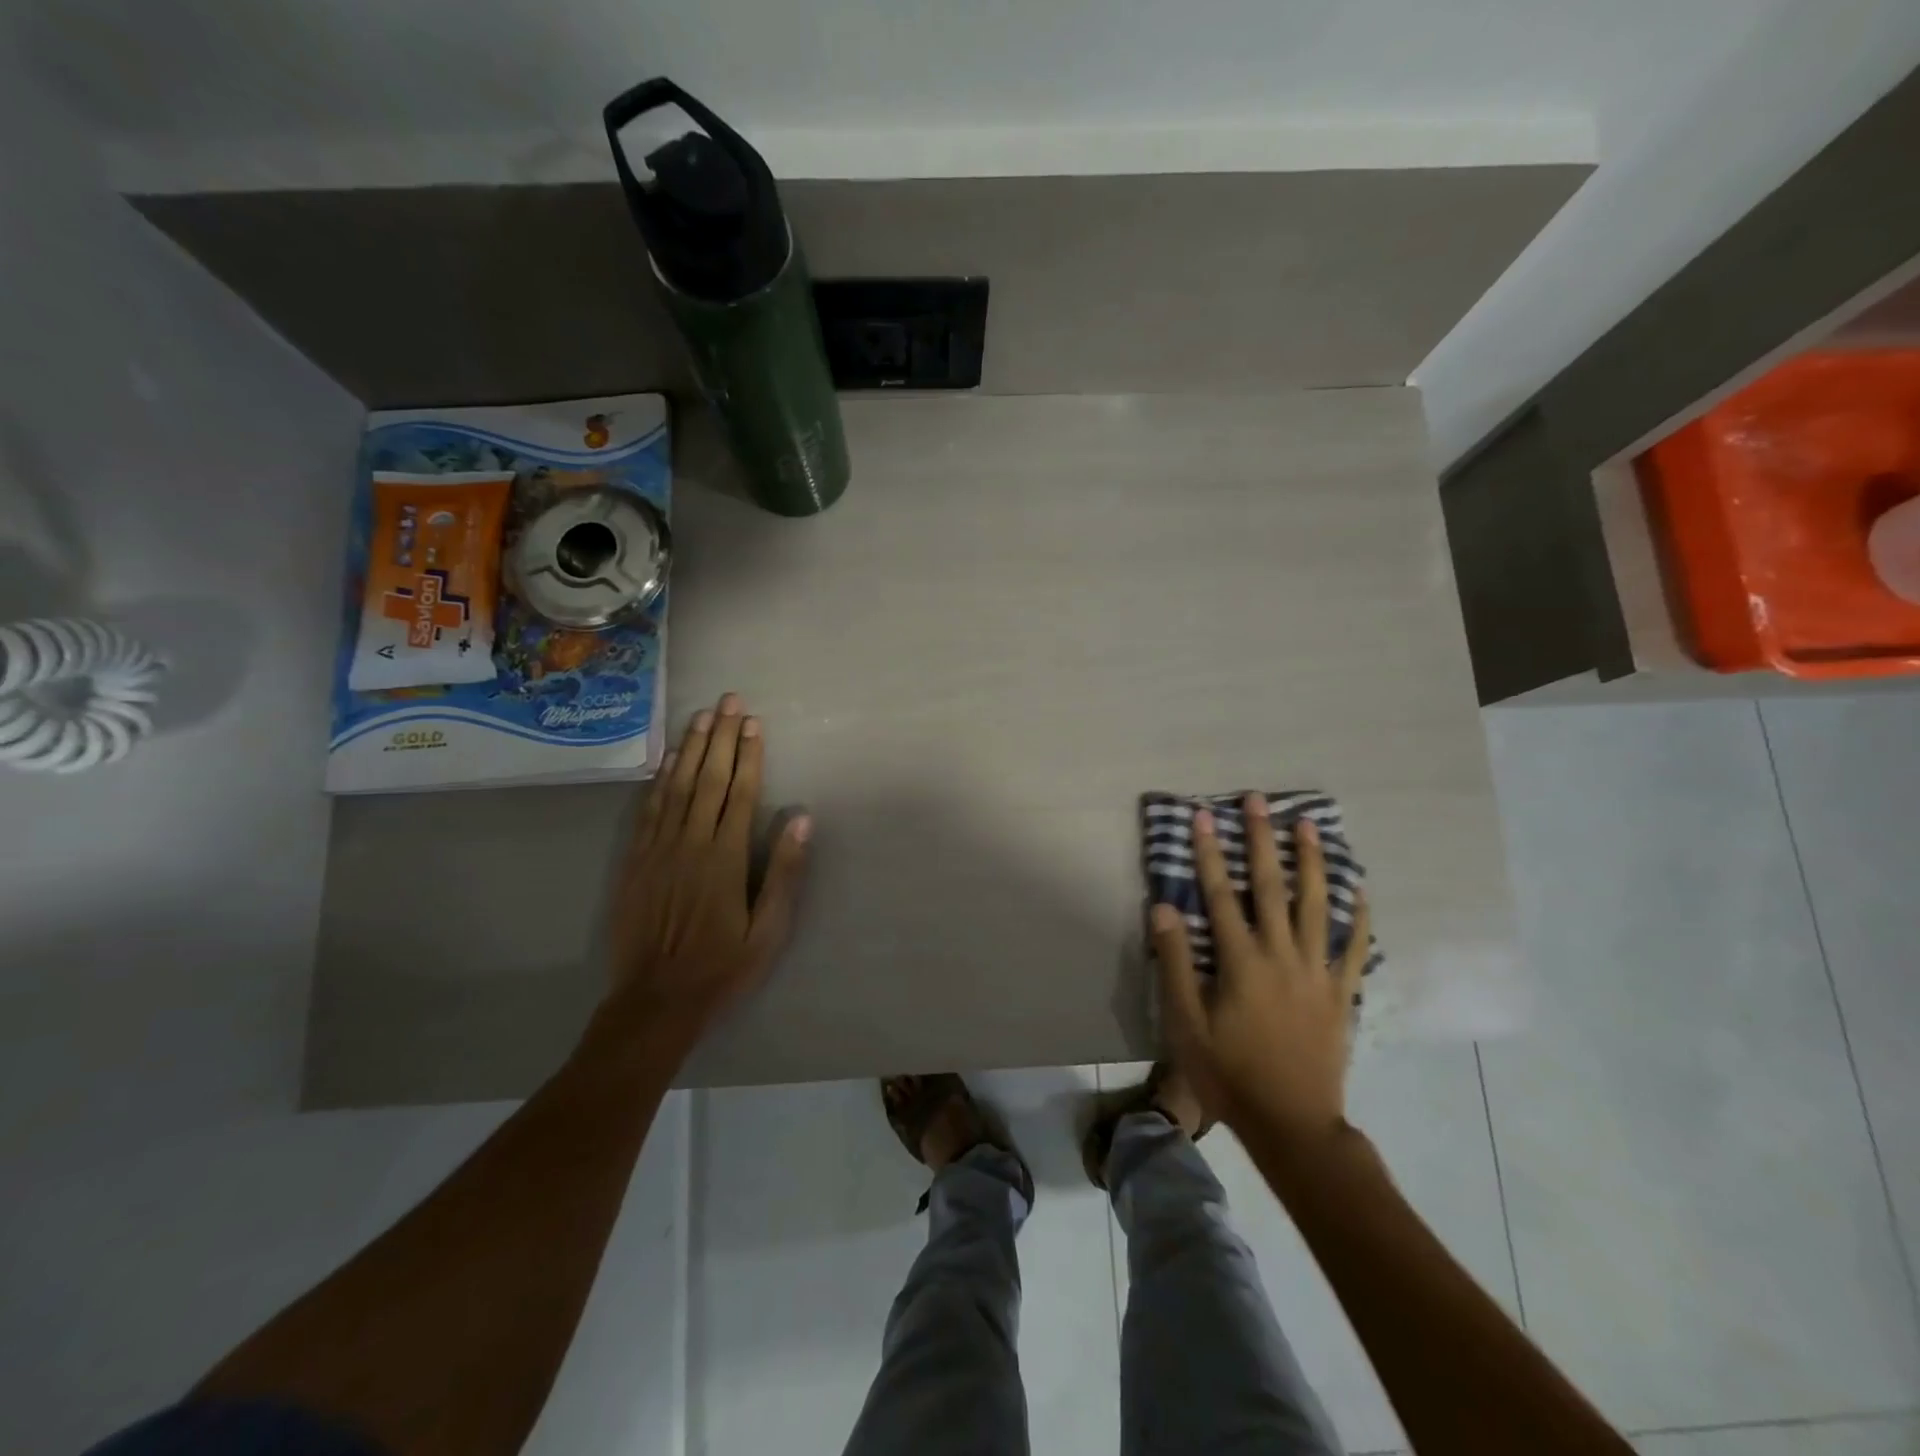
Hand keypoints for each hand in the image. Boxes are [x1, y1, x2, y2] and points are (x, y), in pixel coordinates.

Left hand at [602, 693, 809, 1041]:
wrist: (655, 1001)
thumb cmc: (722, 967)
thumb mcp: (768, 930)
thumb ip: (784, 872)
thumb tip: (799, 818)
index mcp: (726, 858)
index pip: (740, 793)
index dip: (748, 755)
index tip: (754, 723)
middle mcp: (690, 843)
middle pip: (708, 779)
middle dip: (721, 737)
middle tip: (729, 701)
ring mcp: (658, 849)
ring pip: (676, 786)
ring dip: (691, 748)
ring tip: (702, 716)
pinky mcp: (635, 861)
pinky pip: (649, 809)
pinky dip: (660, 780)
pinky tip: (668, 760)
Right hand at [1153, 794, 1370, 1153]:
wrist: (1292, 1124)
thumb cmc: (1229, 1072)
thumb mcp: (1187, 1022)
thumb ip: (1176, 962)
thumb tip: (1163, 908)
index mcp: (1242, 961)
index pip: (1221, 894)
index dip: (1210, 853)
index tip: (1204, 816)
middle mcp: (1282, 955)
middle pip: (1272, 887)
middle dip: (1262, 840)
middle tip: (1259, 800)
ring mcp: (1317, 972)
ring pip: (1317, 905)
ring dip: (1311, 861)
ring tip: (1308, 826)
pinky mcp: (1341, 993)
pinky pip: (1353, 947)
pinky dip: (1357, 915)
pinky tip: (1358, 889)